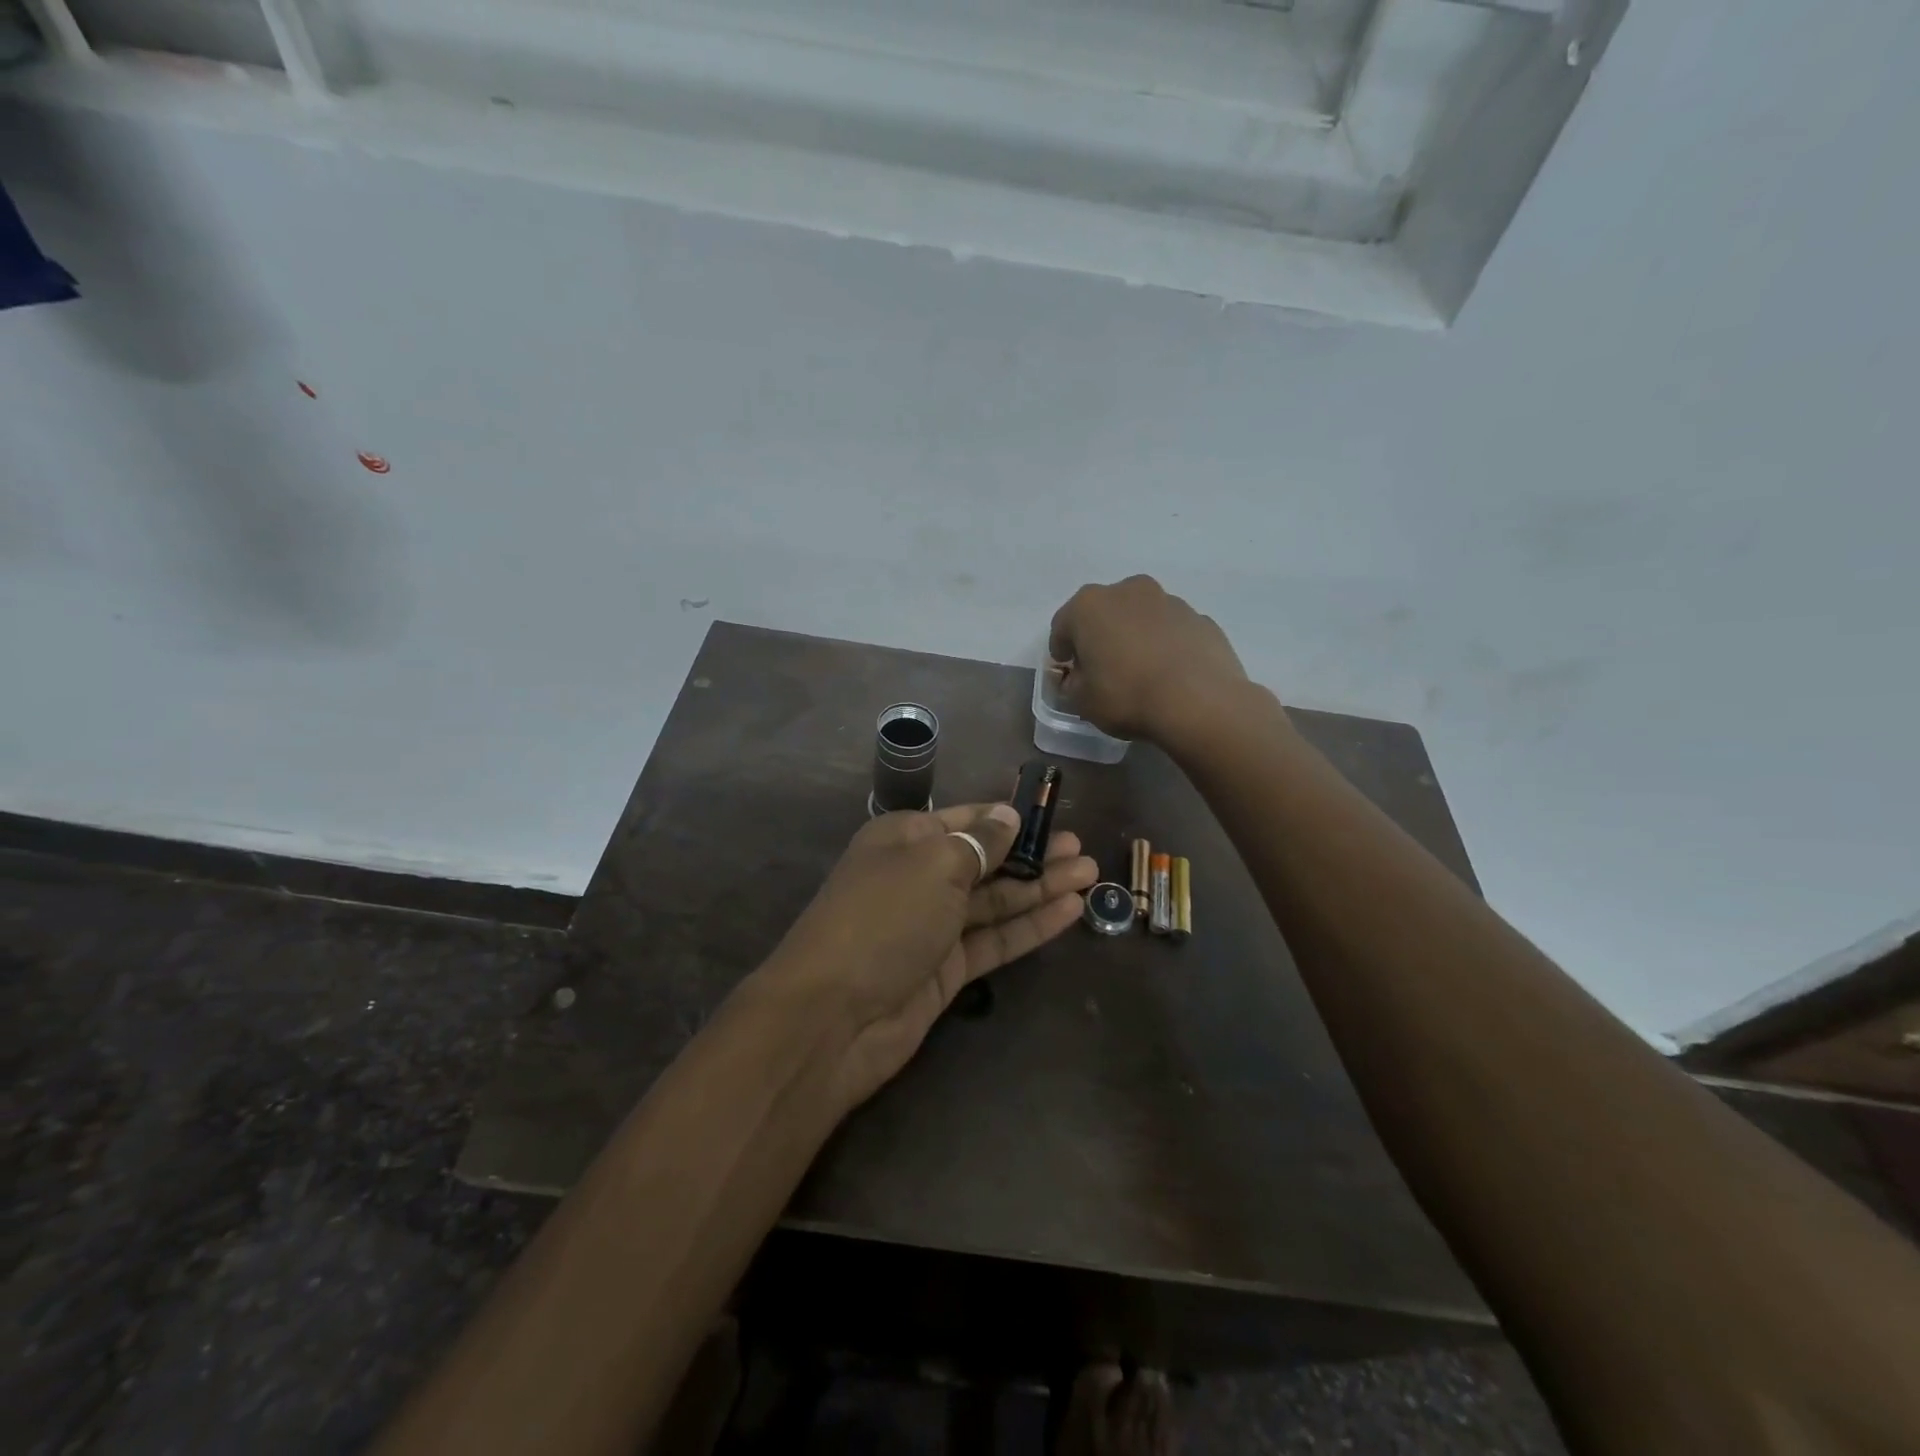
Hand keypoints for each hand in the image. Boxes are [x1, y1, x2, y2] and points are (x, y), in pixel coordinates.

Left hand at [760, 803, 1097, 1112]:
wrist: (834, 1016)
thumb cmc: (884, 918)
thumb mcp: (934, 864)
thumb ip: (979, 842)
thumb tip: (1006, 816)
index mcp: (905, 839)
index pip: (965, 819)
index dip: (1007, 817)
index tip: (1049, 812)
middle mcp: (919, 877)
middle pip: (985, 859)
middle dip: (1032, 852)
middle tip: (1081, 847)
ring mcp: (933, 925)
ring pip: (996, 900)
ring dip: (1040, 887)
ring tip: (1089, 873)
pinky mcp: (947, 968)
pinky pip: (995, 938)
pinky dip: (1031, 925)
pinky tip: (1070, 910)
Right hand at [1048, 575, 1249, 740]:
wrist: (1200, 703)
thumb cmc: (1127, 696)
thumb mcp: (1082, 701)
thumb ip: (1070, 684)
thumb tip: (1074, 676)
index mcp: (1090, 605)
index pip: (1062, 625)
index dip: (1062, 650)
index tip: (1067, 672)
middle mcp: (1129, 591)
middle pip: (1104, 612)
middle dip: (1100, 636)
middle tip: (1103, 668)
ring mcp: (1170, 601)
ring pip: (1141, 617)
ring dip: (1135, 637)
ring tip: (1141, 673)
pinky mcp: (1201, 619)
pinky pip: (1172, 631)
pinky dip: (1166, 645)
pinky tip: (1170, 674)